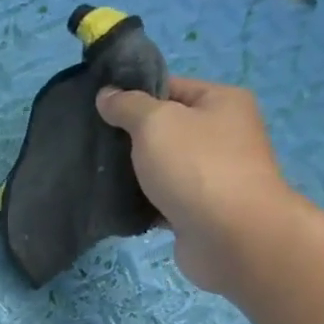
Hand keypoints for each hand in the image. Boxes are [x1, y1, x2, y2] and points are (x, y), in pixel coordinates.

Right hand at [97, 76, 300, 293]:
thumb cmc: (196, 166)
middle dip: (128, 138)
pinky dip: (141, 202)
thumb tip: (107, 94)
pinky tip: (114, 205)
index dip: (133, 96)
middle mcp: (222, 134)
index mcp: (221, 102)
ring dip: (132, 173)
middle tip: (92, 145)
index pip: (170, 88)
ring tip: (96, 175)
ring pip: (161, 166)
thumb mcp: (156, 123)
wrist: (231, 236)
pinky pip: (161, 199)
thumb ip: (128, 106)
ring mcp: (212, 175)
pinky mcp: (198, 210)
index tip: (98, 111)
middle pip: (165, 129)